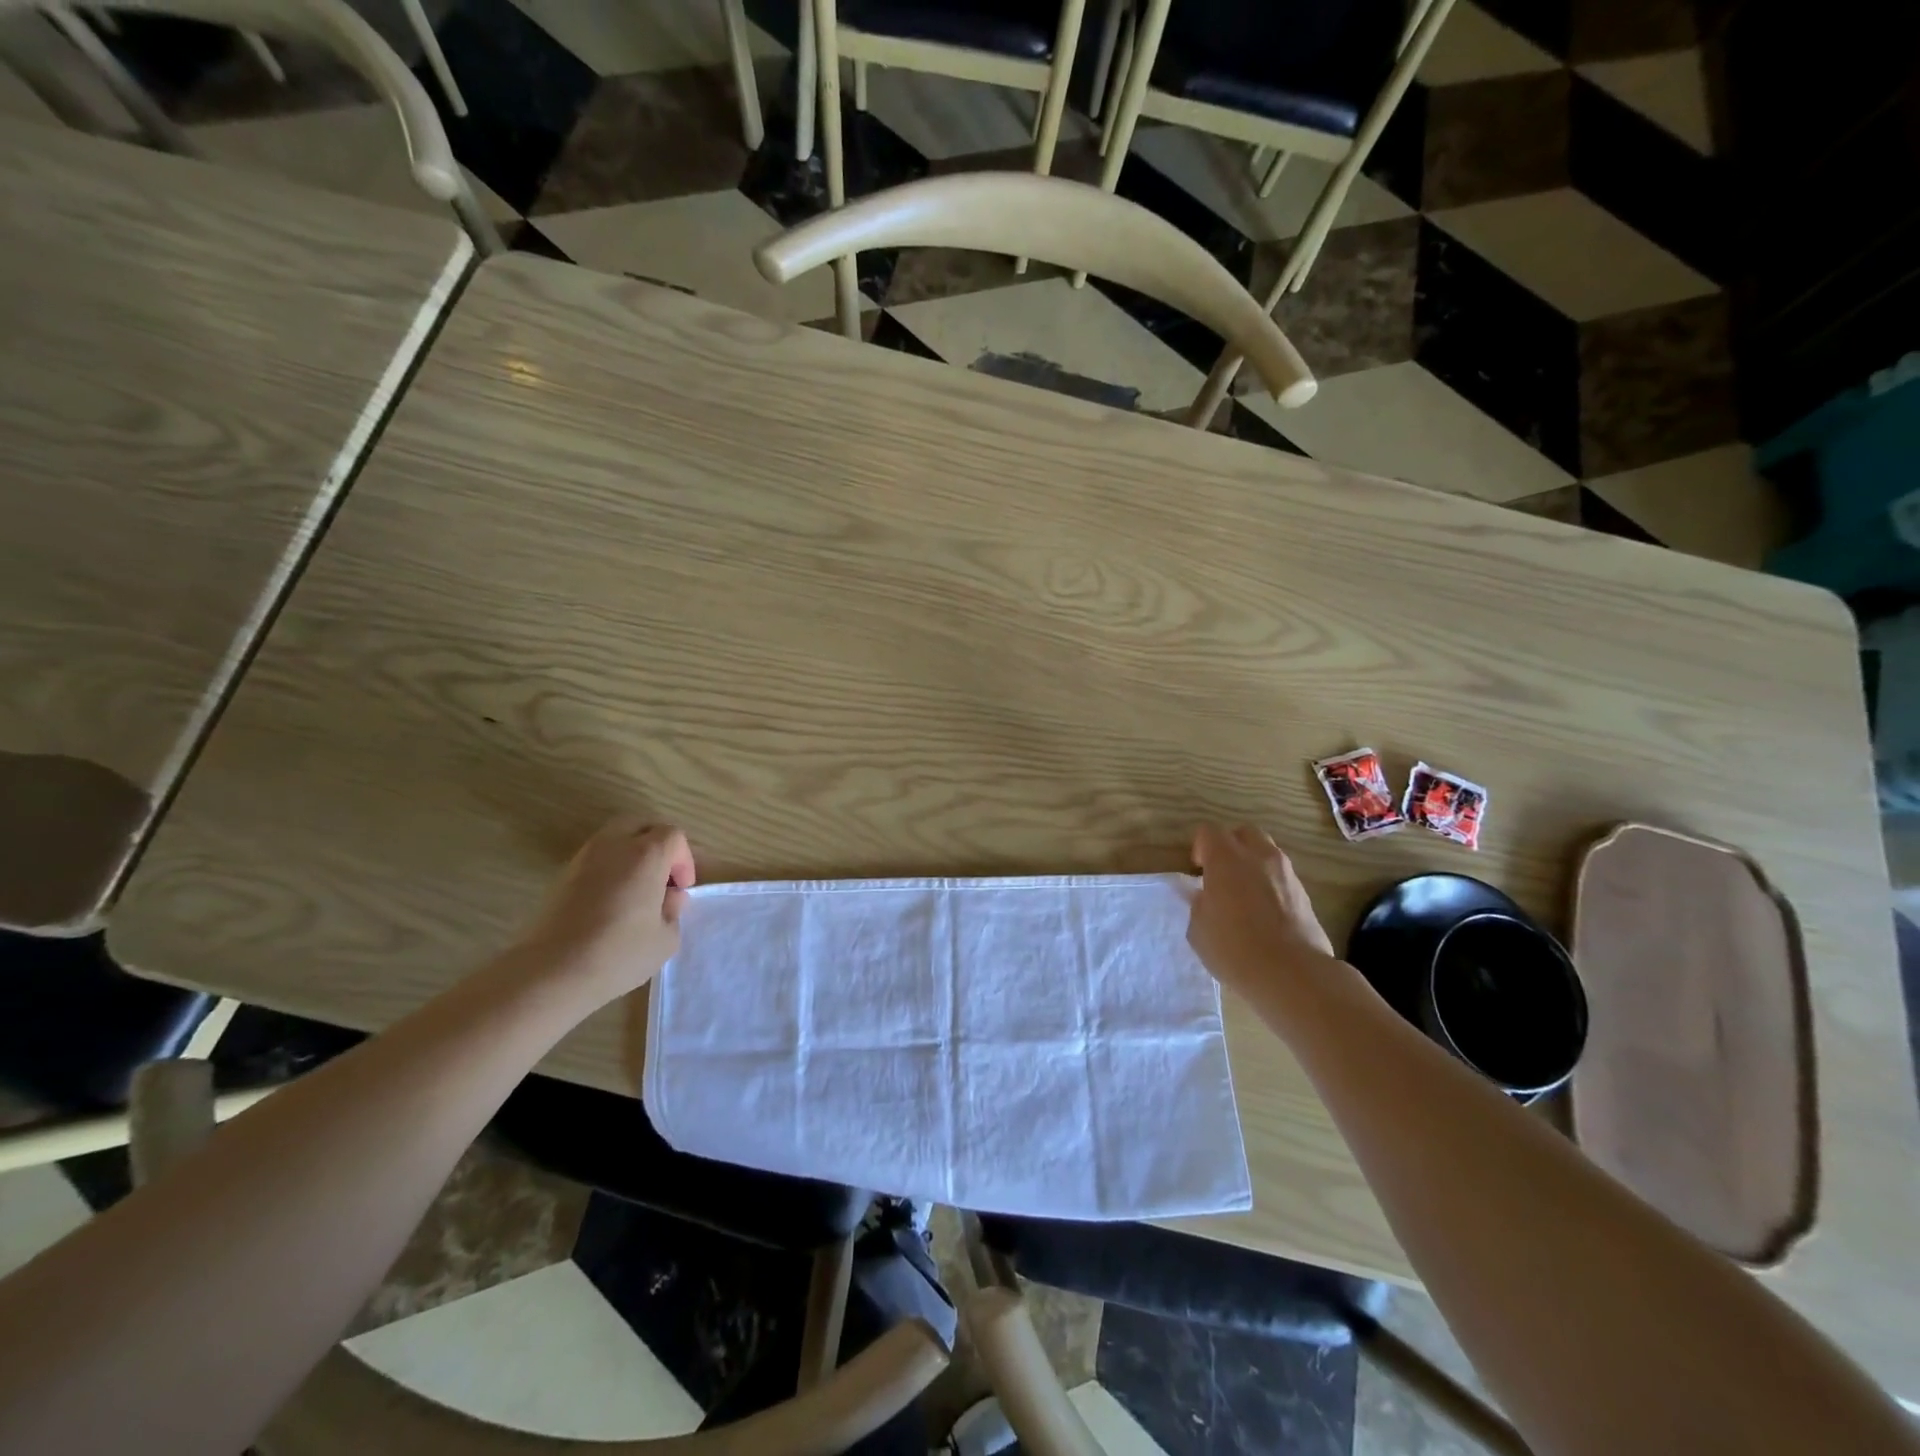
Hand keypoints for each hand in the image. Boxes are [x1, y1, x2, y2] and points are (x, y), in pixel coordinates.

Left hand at [515, 818, 695, 1000]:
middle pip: (641, 825)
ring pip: (615, 837)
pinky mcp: (563, 875)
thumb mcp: (665, 939)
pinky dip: (610, 867)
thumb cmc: (618, 953)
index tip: (680, 889)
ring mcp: (584, 858)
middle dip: (657, 844)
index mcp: (646, 854)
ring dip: (632, 854)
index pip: (673, 836)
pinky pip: (596, 857)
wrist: (551, 972)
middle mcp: (614, 845)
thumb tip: (669, 897)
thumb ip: (673, 910)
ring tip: (636, 890)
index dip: (683, 860)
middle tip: (662, 877)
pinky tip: (612, 900)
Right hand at [1187, 825, 1334, 995]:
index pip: (1209, 831)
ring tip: (1244, 894)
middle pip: (1243, 833)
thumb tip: (1204, 895)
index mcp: (1226, 859)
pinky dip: (1270, 884)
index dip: (1200, 847)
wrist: (1292, 974)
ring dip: (1253, 864)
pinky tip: (1265, 912)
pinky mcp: (1305, 893)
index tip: (1198, 871)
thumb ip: (1199, 904)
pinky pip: (1282, 876)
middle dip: (1230, 846)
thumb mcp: (1199, 929)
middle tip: (1221, 874)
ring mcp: (1286, 873)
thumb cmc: (1235, 949)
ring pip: (1267, 852)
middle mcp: (1258, 856)